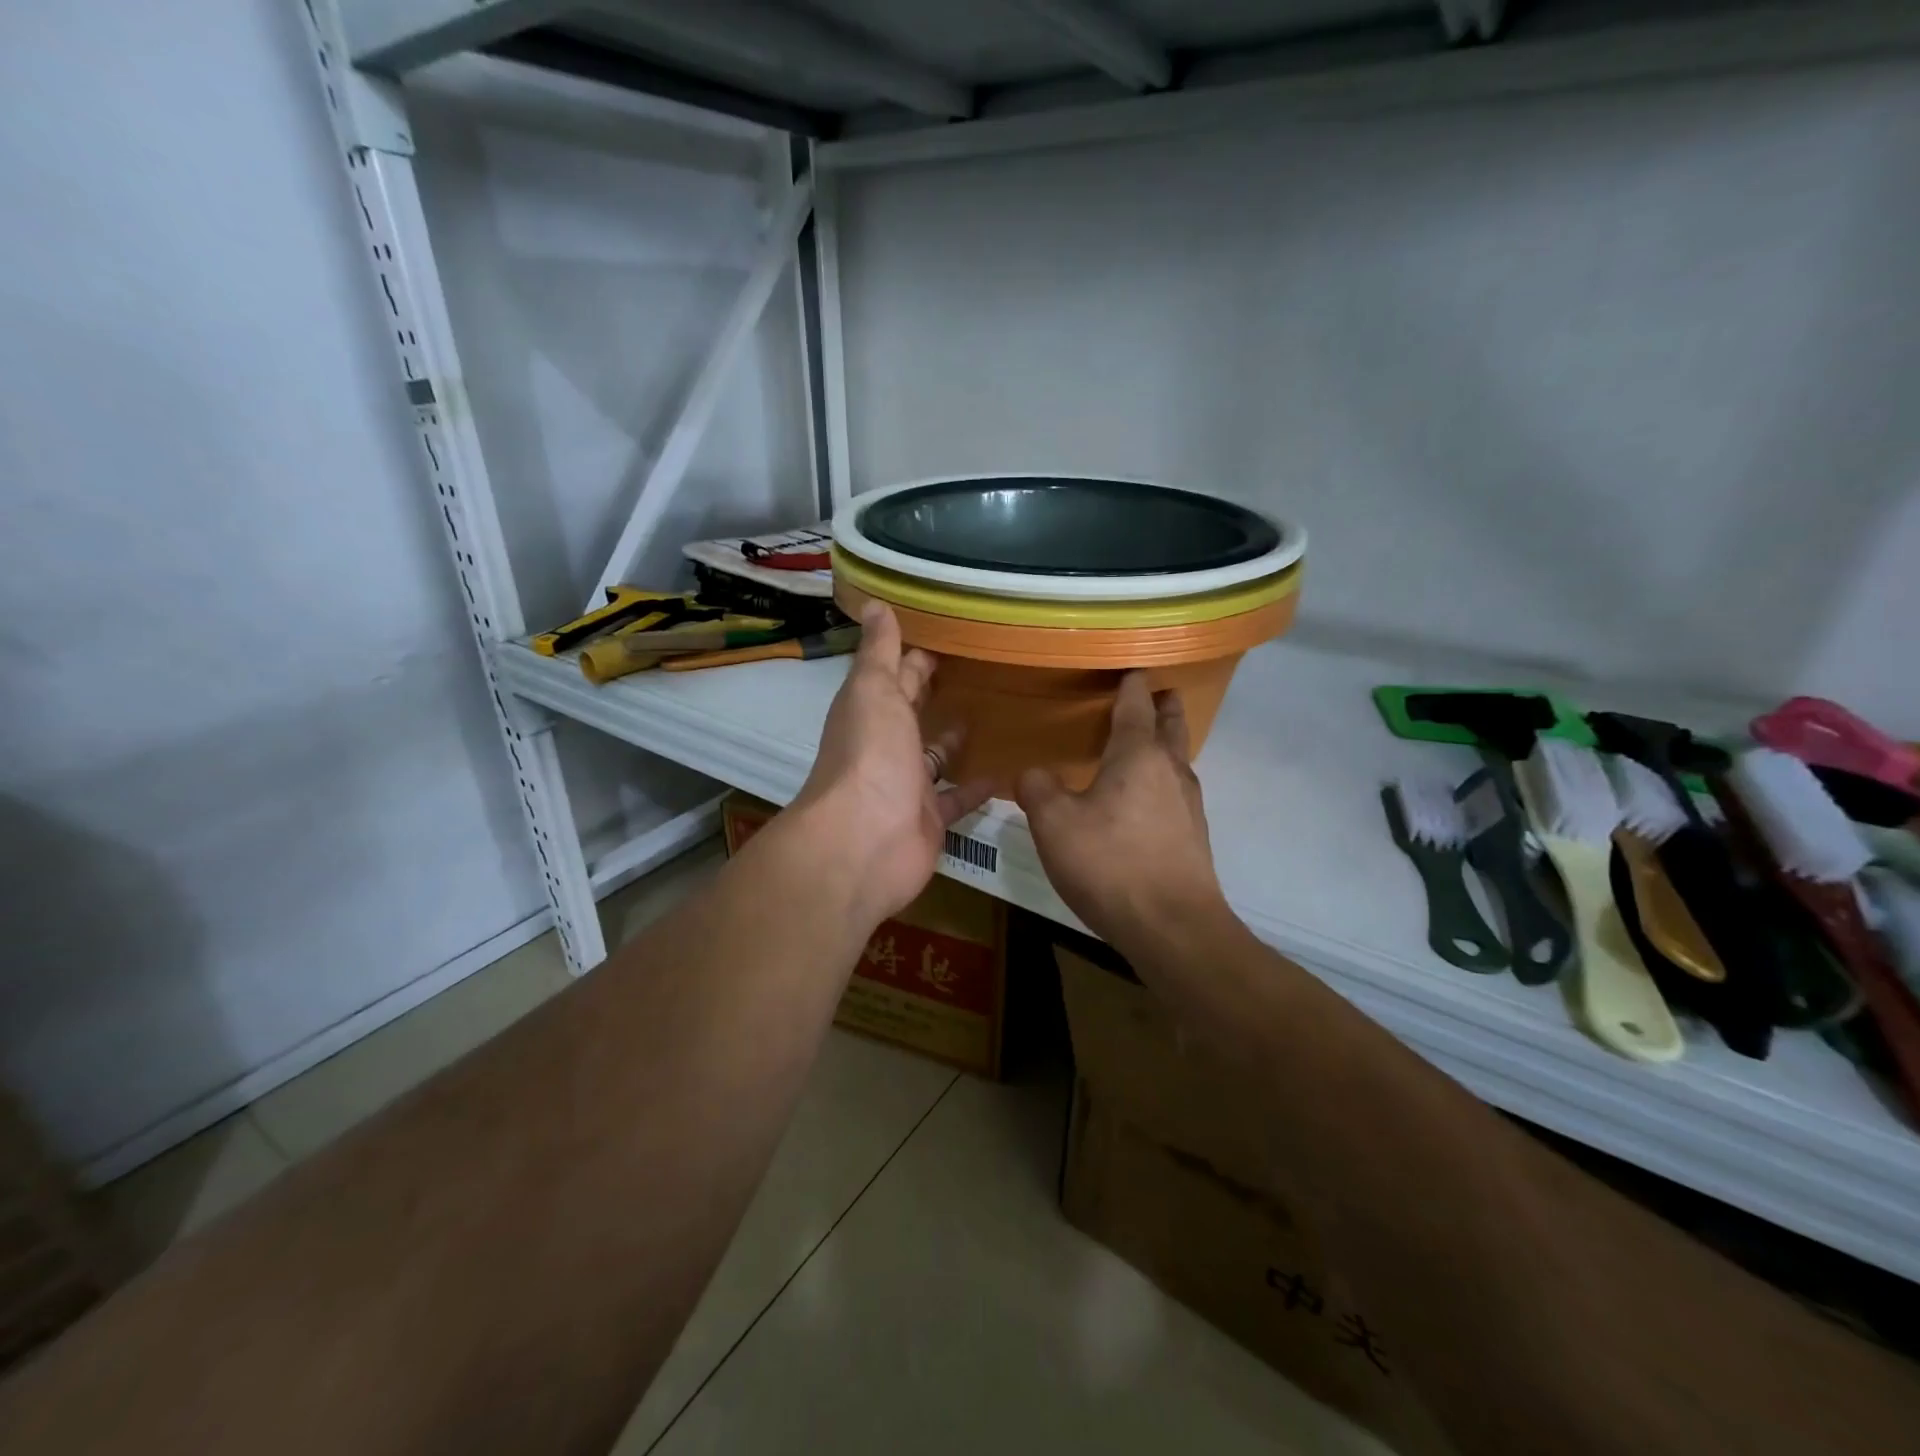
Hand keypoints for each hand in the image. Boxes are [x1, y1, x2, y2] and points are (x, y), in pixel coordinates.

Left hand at [790, 602, 990, 923]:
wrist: (865, 842)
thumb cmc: (870, 756)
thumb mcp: (873, 691)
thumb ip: (878, 651)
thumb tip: (874, 601)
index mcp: (870, 711)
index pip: (897, 675)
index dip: (917, 655)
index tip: (952, 634)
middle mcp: (886, 746)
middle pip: (914, 714)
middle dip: (935, 694)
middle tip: (982, 670)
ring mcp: (908, 785)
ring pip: (935, 757)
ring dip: (955, 740)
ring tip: (998, 715)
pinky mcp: (932, 819)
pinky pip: (958, 798)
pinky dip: (978, 787)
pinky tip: (1008, 771)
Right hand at [1017, 673, 1229, 949]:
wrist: (1172, 927)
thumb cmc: (1110, 863)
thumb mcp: (1054, 824)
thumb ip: (1037, 789)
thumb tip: (1031, 773)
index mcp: (1138, 754)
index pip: (1136, 704)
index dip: (1132, 684)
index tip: (1130, 668)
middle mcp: (1170, 770)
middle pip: (1172, 725)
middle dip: (1164, 706)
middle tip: (1157, 693)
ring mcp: (1189, 804)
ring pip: (1178, 759)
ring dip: (1166, 743)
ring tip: (1145, 743)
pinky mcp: (1193, 836)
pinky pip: (1176, 791)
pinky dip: (1162, 779)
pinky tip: (1144, 799)